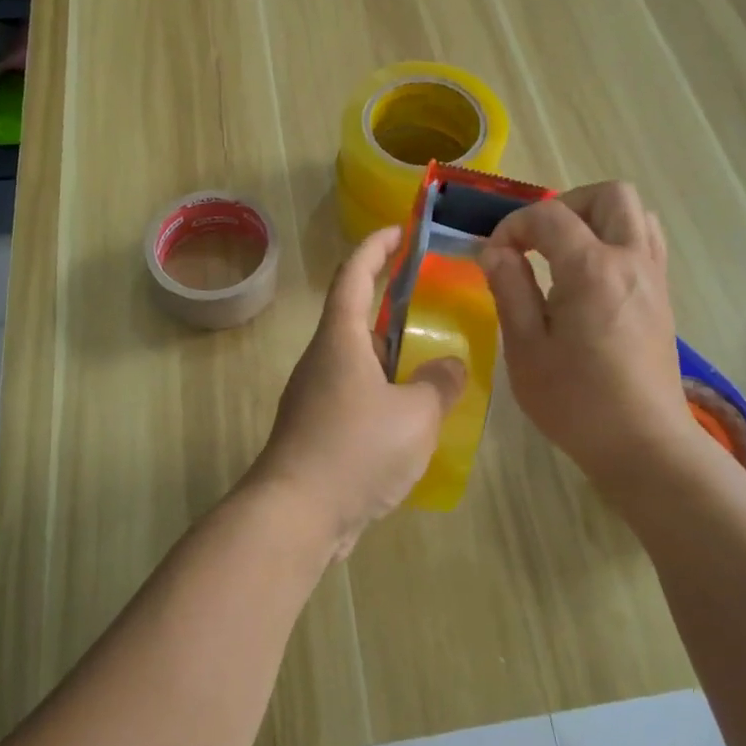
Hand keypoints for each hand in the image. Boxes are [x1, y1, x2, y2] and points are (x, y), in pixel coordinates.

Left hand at [249, 227, 466, 558]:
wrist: (296, 514)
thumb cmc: (355, 449)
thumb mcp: (415, 414)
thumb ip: (439, 384)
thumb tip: (449, 366)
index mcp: (341, 339)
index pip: (354, 275)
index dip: (376, 247)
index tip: (399, 230)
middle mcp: (323, 359)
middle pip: (356, 316)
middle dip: (390, 302)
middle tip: (431, 299)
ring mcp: (316, 396)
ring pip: (359, 360)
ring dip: (391, 353)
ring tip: (432, 357)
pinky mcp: (318, 430)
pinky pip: (357, 395)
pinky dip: (385, 391)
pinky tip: (413, 414)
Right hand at [480, 182, 700, 487]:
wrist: (643, 444)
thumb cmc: (576, 401)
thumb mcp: (526, 348)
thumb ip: (509, 289)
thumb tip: (495, 251)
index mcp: (593, 269)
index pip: (550, 215)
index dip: (514, 225)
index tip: (494, 255)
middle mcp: (631, 260)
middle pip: (610, 195)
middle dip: (566, 204)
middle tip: (537, 240)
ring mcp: (654, 277)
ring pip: (636, 214)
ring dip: (596, 218)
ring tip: (564, 253)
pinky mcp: (662, 297)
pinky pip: (645, 242)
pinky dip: (616, 240)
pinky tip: (589, 278)